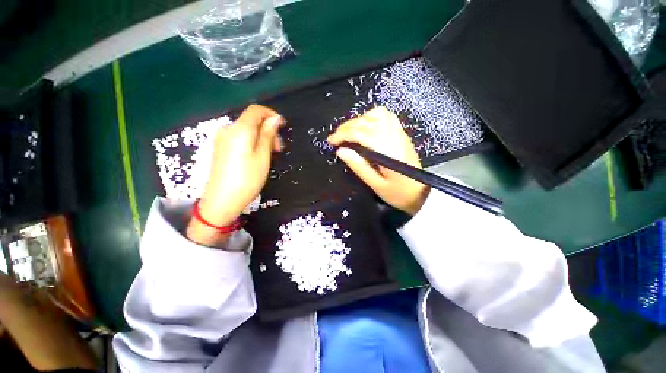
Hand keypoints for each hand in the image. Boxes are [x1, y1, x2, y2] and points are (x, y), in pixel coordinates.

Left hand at [187, 105, 283, 246]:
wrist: (222, 200)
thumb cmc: (247, 178)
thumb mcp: (263, 156)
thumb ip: (268, 135)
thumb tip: (275, 119)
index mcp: (240, 130)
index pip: (256, 110)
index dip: (271, 114)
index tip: (283, 127)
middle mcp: (228, 130)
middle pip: (251, 120)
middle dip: (268, 129)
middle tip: (279, 148)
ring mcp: (222, 139)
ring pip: (247, 130)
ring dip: (261, 137)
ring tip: (270, 154)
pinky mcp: (221, 148)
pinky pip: (240, 138)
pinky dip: (252, 142)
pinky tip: (258, 156)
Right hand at [327, 107, 429, 214]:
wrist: (422, 193)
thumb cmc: (399, 193)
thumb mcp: (376, 185)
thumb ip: (359, 166)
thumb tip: (341, 151)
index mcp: (387, 150)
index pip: (361, 134)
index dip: (343, 135)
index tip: (331, 141)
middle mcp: (394, 137)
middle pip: (367, 121)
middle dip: (348, 126)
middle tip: (336, 137)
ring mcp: (400, 133)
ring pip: (377, 114)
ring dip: (360, 120)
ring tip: (349, 131)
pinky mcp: (402, 134)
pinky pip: (386, 117)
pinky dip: (371, 118)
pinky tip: (365, 127)